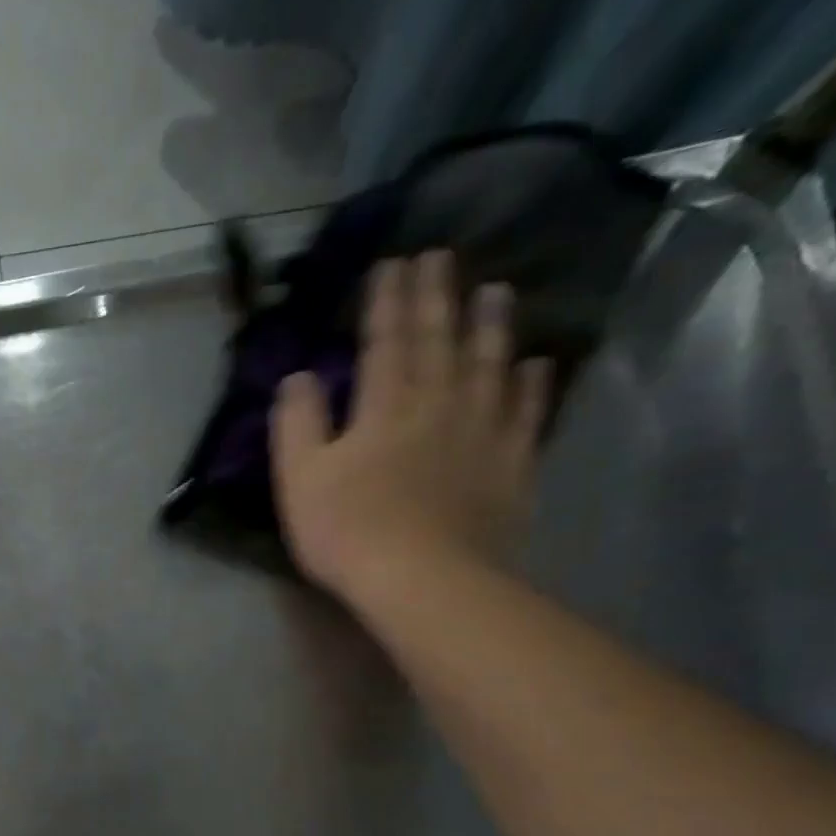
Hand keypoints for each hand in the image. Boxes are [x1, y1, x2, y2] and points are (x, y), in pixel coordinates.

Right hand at [271, 250, 552, 600]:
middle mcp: (438, 405)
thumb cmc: (349, 530)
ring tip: (496, 290)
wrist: (424, 580)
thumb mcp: (300, 479)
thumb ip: (298, 423)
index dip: (388, 301)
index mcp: (383, 408)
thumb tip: (298, 376)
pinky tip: (537, 364)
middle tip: (442, 256)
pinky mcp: (510, 466)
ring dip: (491, 326)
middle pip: (439, 342)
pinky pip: (526, 415)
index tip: (393, 262)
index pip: (384, 341)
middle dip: (437, 296)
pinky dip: (532, 387)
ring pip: (489, 366)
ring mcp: (481, 433)